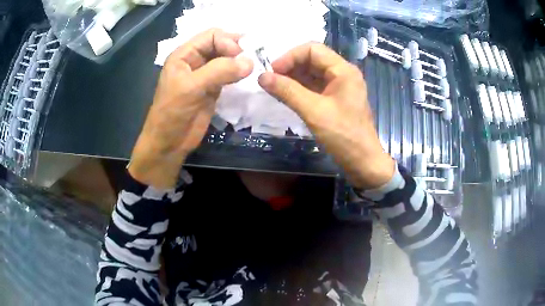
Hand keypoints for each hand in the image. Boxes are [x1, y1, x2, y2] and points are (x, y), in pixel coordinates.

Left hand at [129, 29, 253, 188]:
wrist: (169, 143)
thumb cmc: (172, 113)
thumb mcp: (191, 88)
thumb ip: (219, 71)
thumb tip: (250, 62)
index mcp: (184, 54)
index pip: (212, 36)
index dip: (228, 42)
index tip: (241, 57)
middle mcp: (195, 60)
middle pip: (221, 45)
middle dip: (237, 49)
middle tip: (253, 59)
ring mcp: (205, 75)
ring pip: (227, 59)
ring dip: (240, 61)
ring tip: (254, 67)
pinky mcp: (213, 89)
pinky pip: (229, 75)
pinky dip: (239, 74)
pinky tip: (248, 77)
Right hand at [258, 43, 394, 188]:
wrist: (363, 161)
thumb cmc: (343, 136)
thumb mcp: (313, 111)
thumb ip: (287, 91)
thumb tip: (261, 77)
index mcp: (343, 70)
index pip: (312, 49)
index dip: (290, 56)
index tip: (272, 72)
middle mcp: (342, 73)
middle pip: (312, 59)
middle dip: (290, 67)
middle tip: (271, 81)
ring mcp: (340, 86)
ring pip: (312, 73)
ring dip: (293, 77)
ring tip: (275, 88)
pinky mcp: (336, 98)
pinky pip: (315, 86)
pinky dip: (300, 88)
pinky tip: (286, 95)